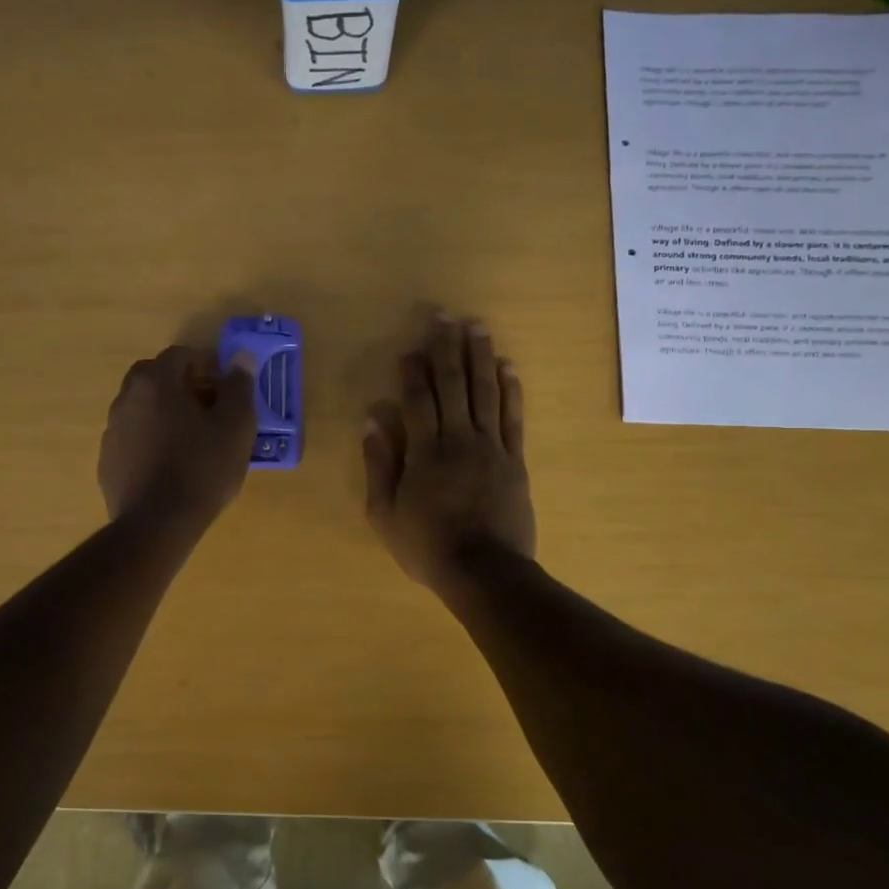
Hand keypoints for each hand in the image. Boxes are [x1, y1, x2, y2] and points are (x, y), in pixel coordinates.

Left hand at [100, 345, 256, 532]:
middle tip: (210, 410)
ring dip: (165, 414)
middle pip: (155, 378)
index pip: (180, 355)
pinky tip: (171, 467)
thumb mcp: (235, 426)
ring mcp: (112, 432)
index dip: (207, 366)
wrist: (157, 525)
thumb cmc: (202, 468)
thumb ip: (239, 386)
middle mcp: (126, 399)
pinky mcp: (107, 462)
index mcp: (155, 382)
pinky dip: (151, 442)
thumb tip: (241, 357)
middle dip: (182, 386)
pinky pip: (133, 439)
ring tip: (193, 442)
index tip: (226, 388)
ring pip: (142, 409)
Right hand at [363, 315, 535, 591]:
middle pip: (453, 385)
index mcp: (425, 451)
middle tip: (445, 316)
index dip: (413, 371)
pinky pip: (513, 418)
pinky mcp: (515, 460)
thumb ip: (379, 465)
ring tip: (478, 327)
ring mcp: (491, 447)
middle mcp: (459, 439)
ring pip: (486, 392)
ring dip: (481, 357)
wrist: (484, 571)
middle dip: (448, 349)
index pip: (418, 400)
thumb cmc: (427, 546)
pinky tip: (508, 367)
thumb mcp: (385, 513)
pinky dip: (511, 390)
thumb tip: (372, 420)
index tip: (410, 347)